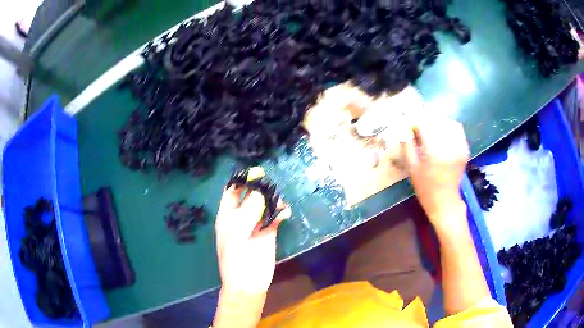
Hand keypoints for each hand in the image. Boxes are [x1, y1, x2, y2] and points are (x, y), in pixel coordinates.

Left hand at [215, 186, 290, 294]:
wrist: (248, 283)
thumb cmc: (237, 258)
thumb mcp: (238, 233)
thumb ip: (248, 211)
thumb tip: (259, 192)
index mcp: (227, 216)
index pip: (232, 192)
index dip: (242, 181)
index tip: (256, 173)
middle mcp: (241, 217)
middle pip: (250, 196)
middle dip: (259, 188)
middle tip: (271, 184)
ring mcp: (255, 225)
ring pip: (264, 205)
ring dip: (272, 200)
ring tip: (280, 203)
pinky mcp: (269, 233)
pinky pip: (275, 218)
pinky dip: (281, 213)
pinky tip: (286, 213)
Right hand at [402, 118, 468, 227]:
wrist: (445, 202)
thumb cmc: (425, 188)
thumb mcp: (412, 167)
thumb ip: (407, 144)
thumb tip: (402, 126)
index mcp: (434, 151)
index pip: (423, 123)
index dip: (414, 121)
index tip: (409, 126)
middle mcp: (449, 145)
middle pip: (436, 120)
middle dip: (425, 121)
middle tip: (418, 128)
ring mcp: (460, 146)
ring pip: (448, 122)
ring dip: (438, 123)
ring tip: (431, 130)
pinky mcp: (465, 148)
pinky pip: (458, 129)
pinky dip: (449, 127)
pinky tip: (442, 135)